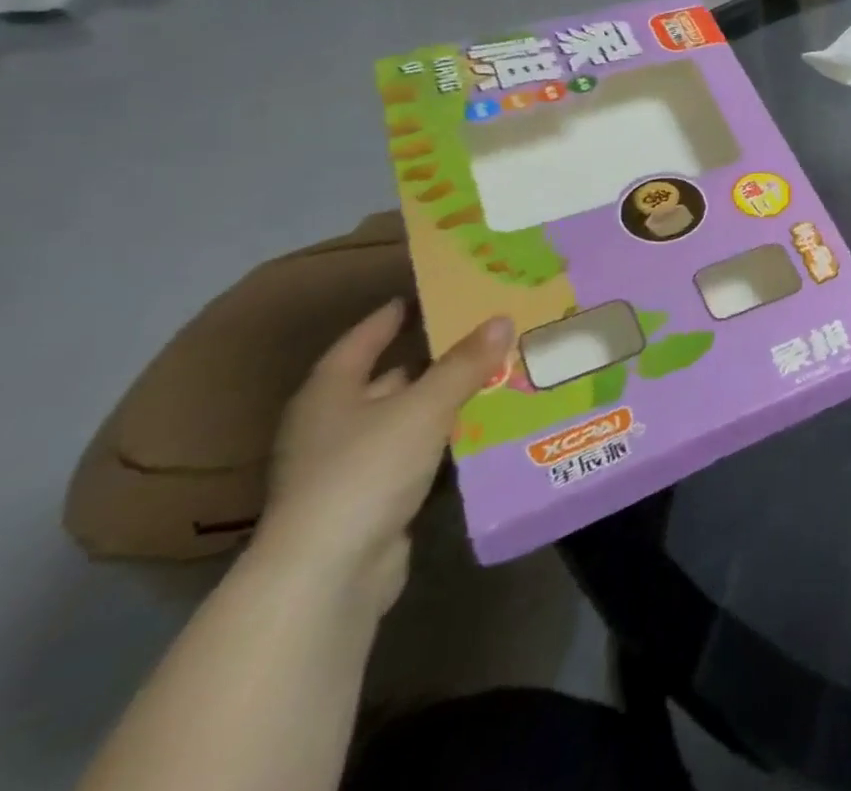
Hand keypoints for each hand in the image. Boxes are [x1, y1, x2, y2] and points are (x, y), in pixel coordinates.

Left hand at [252, 301, 513, 609]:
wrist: (328, 575)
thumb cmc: (365, 470)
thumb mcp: (424, 407)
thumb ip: (465, 363)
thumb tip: (502, 318)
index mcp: (329, 394)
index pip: (361, 341)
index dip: (391, 316)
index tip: (426, 294)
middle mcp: (332, 425)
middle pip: (387, 379)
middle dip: (431, 358)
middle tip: (483, 332)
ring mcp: (349, 466)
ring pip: (407, 417)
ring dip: (444, 399)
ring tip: (497, 373)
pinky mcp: (372, 499)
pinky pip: (417, 452)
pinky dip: (446, 437)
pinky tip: (484, 425)